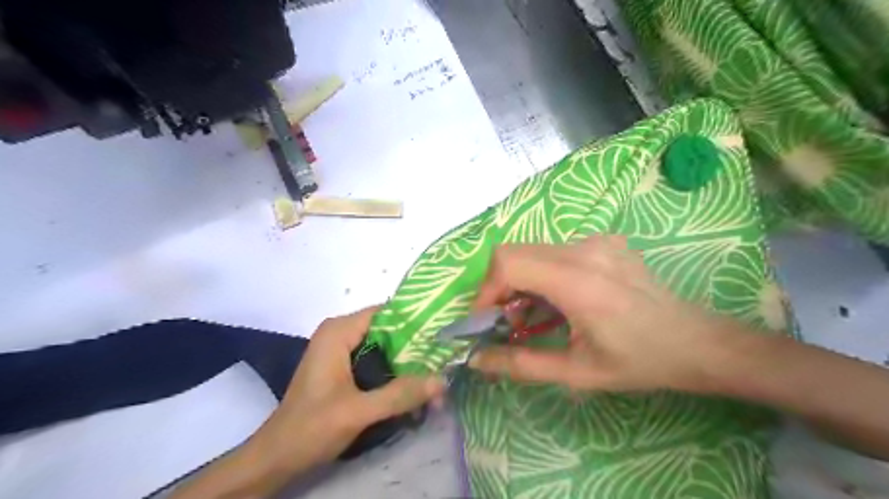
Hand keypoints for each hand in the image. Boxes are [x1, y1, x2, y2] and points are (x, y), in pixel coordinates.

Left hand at [170, 306, 443, 496]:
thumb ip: (400, 394)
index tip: (442, 335)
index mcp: (339, 331)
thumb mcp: (359, 411)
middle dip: (415, 345)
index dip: (415, 321)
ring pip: (384, 346)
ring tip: (436, 372)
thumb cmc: (311, 428)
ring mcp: (341, 349)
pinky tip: (413, 384)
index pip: (387, 312)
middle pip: (387, 329)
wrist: (277, 457)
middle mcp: (340, 332)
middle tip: (444, 359)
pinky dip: (394, 370)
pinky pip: (376, 359)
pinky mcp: (343, 366)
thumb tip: (442, 380)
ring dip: (407, 361)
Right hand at [469, 237, 745, 390]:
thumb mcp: (576, 372)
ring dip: (521, 282)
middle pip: (514, 253)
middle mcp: (584, 249)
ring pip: (533, 251)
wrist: (696, 342)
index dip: (486, 291)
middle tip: (509, 321)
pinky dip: (542, 274)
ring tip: (535, 315)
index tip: (486, 321)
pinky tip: (561, 300)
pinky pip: (555, 251)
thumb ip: (520, 364)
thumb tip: (476, 359)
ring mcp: (596, 241)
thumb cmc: (639, 362)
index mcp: (577, 280)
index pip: (508, 263)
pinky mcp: (604, 242)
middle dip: (499, 287)